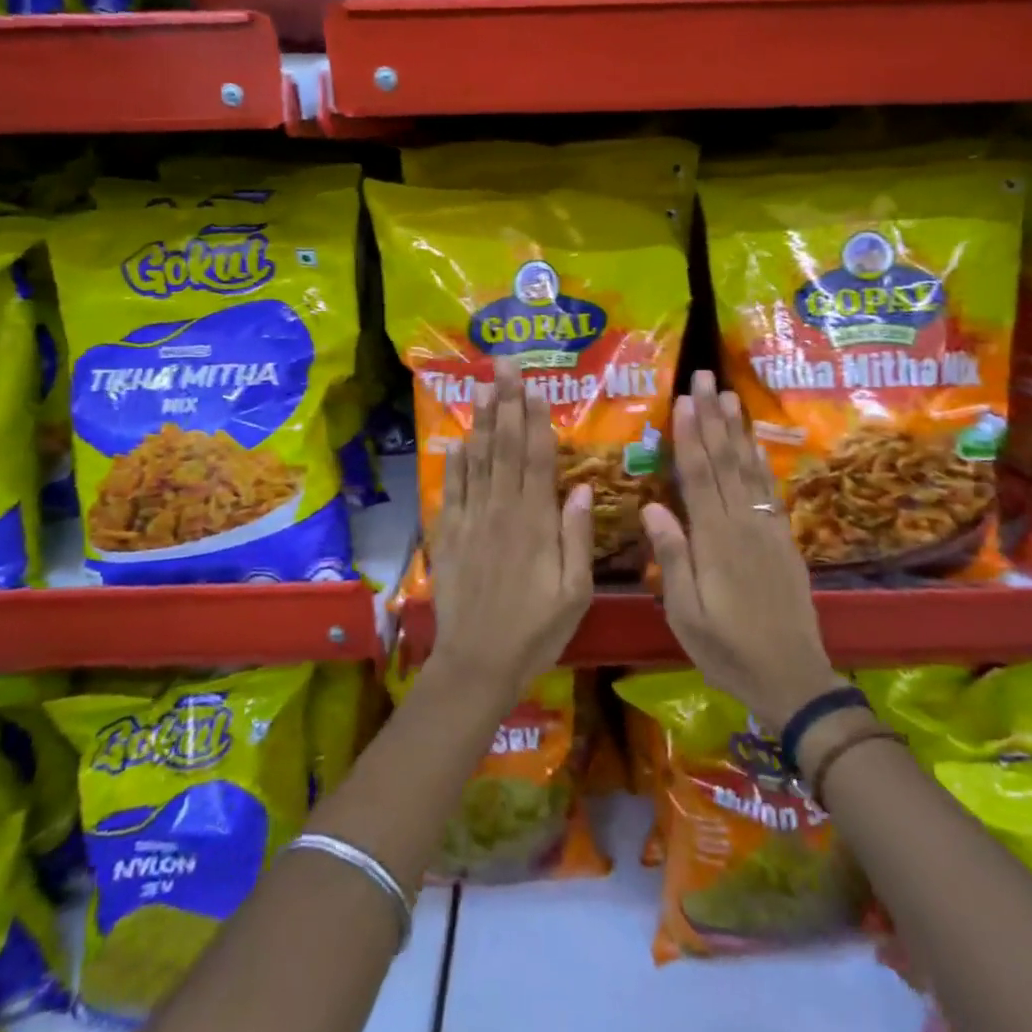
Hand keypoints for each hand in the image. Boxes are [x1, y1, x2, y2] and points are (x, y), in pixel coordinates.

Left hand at [426, 358, 594, 711]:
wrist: (477, 664)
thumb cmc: (535, 630)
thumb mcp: (574, 591)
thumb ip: (577, 536)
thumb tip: (583, 487)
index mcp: (534, 522)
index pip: (535, 458)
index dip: (535, 419)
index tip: (535, 386)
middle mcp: (500, 511)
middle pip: (503, 447)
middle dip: (506, 403)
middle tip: (505, 367)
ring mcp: (470, 521)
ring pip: (476, 461)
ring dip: (479, 421)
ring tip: (481, 387)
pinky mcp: (448, 536)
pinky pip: (451, 490)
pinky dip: (454, 462)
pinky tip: (457, 439)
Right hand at [641, 371, 843, 728]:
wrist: (792, 677)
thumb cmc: (727, 650)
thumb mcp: (686, 615)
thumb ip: (673, 558)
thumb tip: (653, 506)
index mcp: (715, 540)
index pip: (698, 476)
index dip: (689, 436)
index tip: (682, 400)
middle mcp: (743, 524)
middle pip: (724, 461)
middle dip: (712, 417)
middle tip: (705, 377)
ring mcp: (767, 529)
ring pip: (749, 469)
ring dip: (737, 429)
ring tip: (730, 395)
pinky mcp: (783, 539)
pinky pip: (770, 490)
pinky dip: (761, 462)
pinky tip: (755, 444)